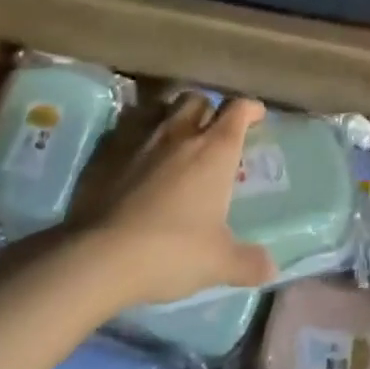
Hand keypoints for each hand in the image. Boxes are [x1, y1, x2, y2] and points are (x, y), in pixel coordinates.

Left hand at [63, 93, 277, 307]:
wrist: (97, 258)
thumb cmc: (171, 251)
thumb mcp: (218, 263)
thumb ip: (248, 262)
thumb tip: (271, 269)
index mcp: (214, 150)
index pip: (238, 110)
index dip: (249, 108)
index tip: (255, 116)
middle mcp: (179, 134)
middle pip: (197, 99)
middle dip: (208, 109)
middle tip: (210, 131)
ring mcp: (139, 140)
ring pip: (160, 109)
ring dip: (171, 117)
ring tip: (174, 139)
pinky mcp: (105, 153)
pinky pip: (126, 129)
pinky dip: (137, 136)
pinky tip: (136, 159)